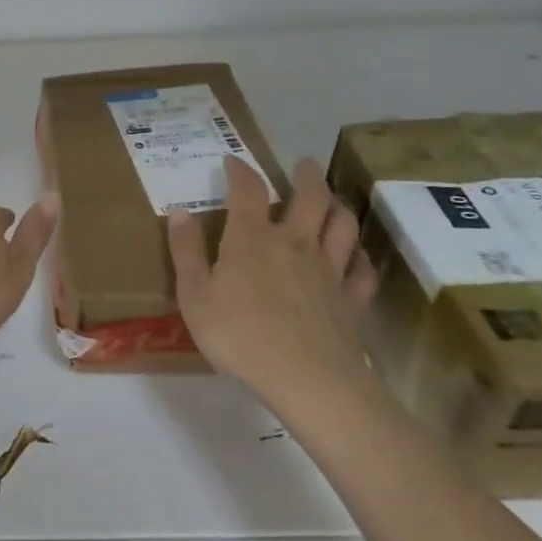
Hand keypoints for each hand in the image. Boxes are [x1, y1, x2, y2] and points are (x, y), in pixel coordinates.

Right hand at [168, 155, 379, 416]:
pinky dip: (360, 255)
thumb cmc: (239, 335)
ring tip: (333, 199)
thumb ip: (186, 252)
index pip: (248, 191)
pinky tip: (355, 255)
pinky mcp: (353, 298)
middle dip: (307, 176)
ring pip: (343, 225)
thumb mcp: (194, 295)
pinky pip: (362, 268)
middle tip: (305, 163)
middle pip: (310, 197)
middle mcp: (295, 242)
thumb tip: (179, 212)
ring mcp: (330, 269)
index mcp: (252, 239)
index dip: (241, 171)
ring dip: (338, 205)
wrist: (307, 379)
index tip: (233, 160)